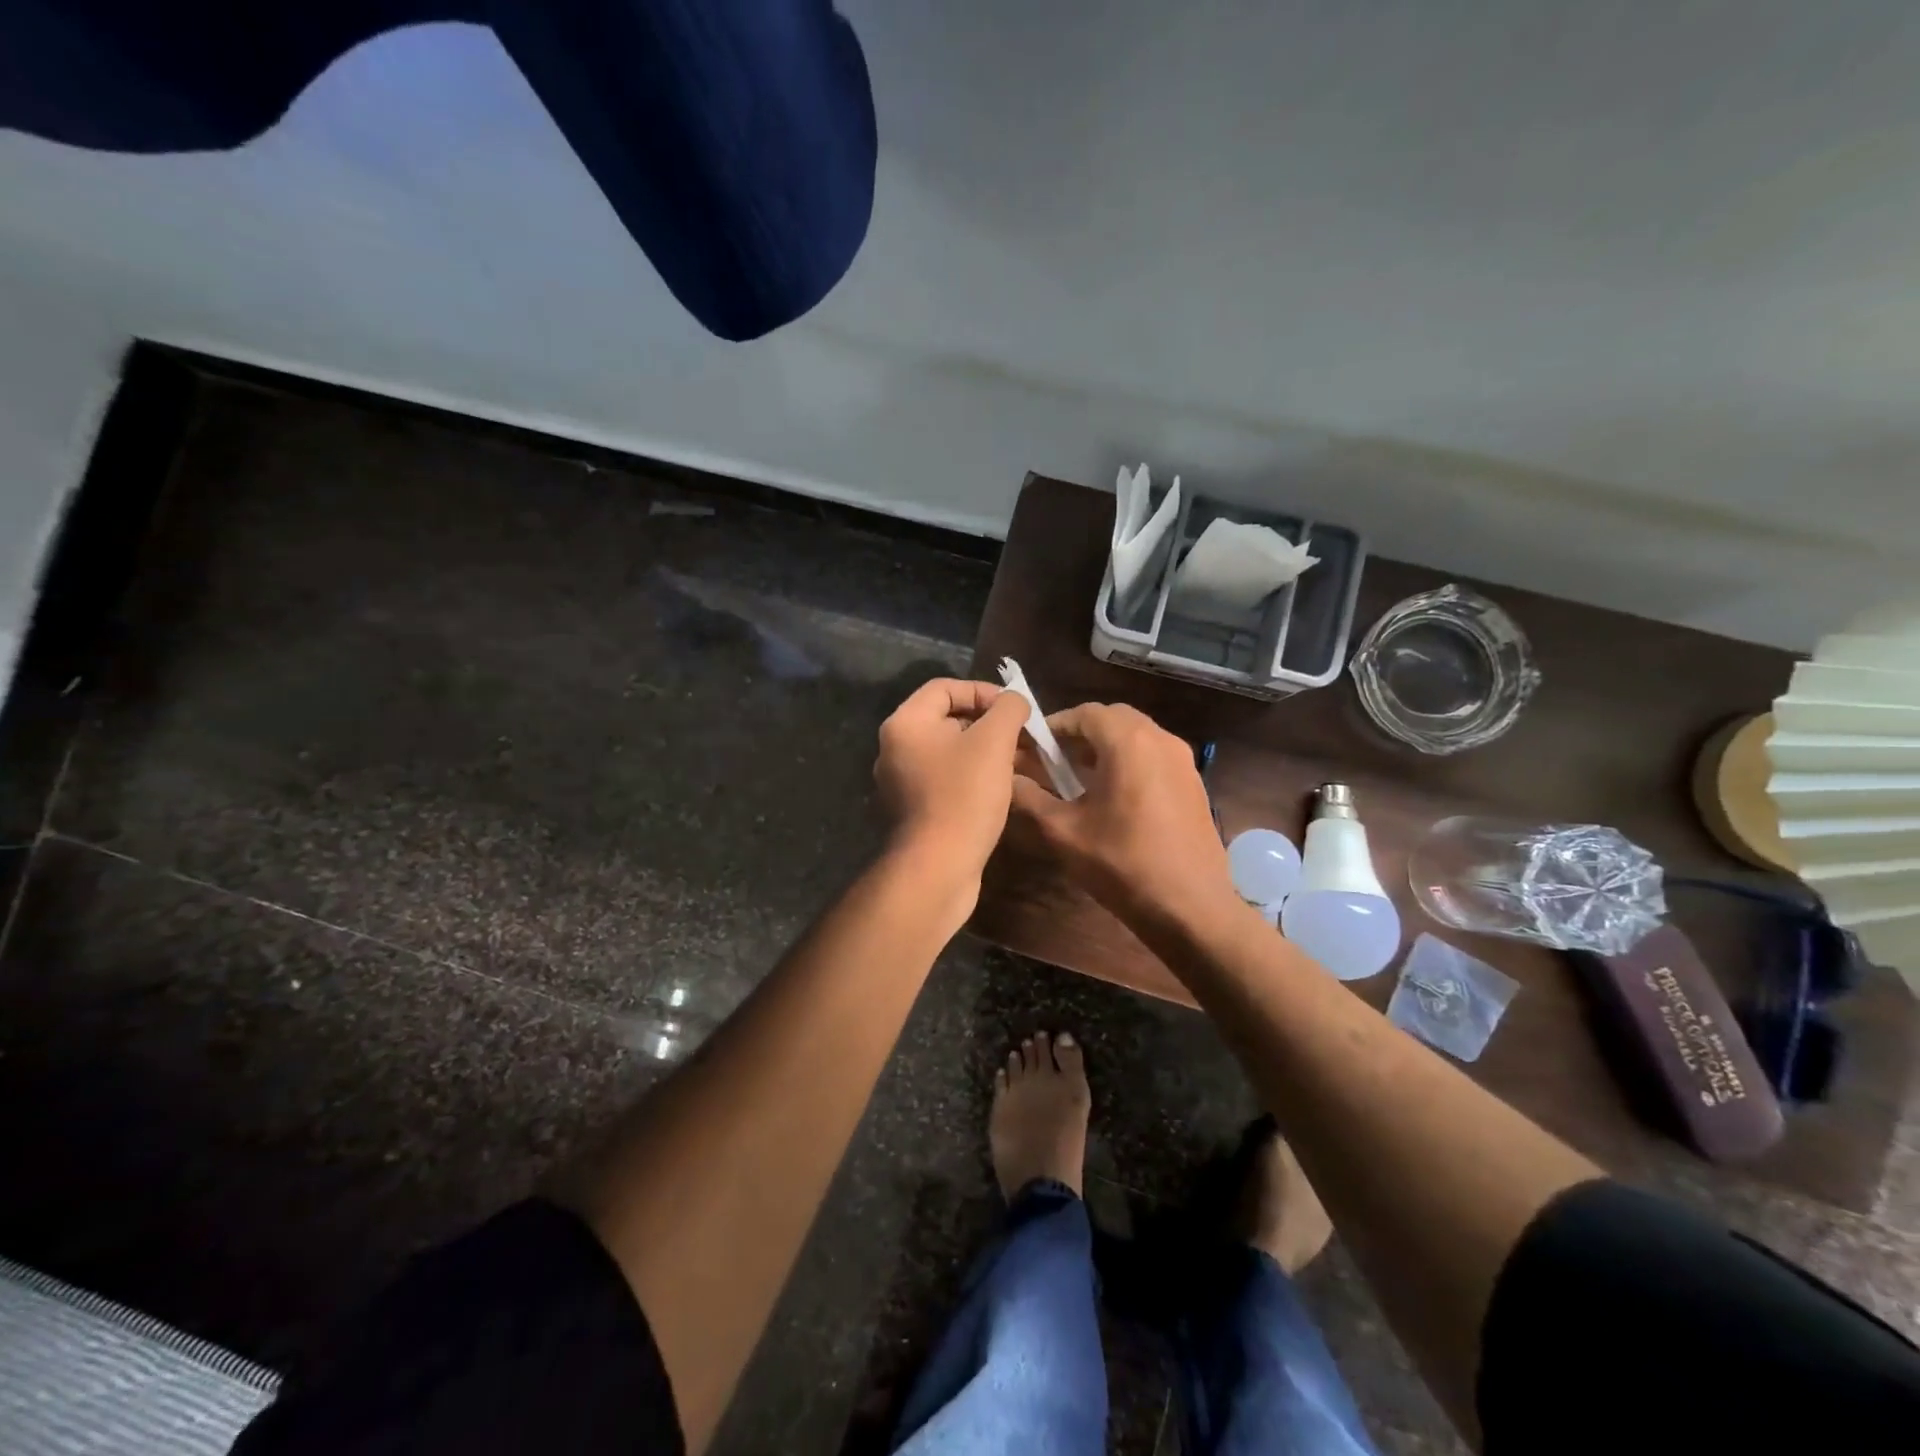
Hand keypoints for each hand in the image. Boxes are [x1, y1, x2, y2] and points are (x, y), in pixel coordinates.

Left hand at [874, 678, 1028, 881]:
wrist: (939, 868)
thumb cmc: (964, 795)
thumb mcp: (994, 742)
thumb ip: (1007, 709)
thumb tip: (1014, 700)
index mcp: (905, 723)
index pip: (945, 687)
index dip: (983, 691)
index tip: (1014, 709)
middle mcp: (896, 748)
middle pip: (947, 719)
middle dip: (989, 724)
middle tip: (1022, 737)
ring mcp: (903, 782)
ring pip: (951, 752)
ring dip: (986, 752)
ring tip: (1022, 762)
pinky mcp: (916, 810)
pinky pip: (948, 779)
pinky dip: (975, 777)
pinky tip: (1003, 788)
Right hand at [1010, 703, 1236, 930]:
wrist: (1190, 907)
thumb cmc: (1122, 864)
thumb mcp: (1064, 832)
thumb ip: (1030, 798)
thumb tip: (1006, 779)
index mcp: (1128, 742)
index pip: (1085, 713)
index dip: (1055, 726)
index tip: (1033, 747)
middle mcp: (1160, 739)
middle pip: (1113, 719)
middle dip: (1081, 733)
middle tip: (1055, 760)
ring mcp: (1183, 761)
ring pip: (1137, 736)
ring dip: (1106, 747)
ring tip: (1080, 778)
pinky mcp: (1194, 784)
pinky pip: (1155, 756)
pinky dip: (1130, 761)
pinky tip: (1115, 797)